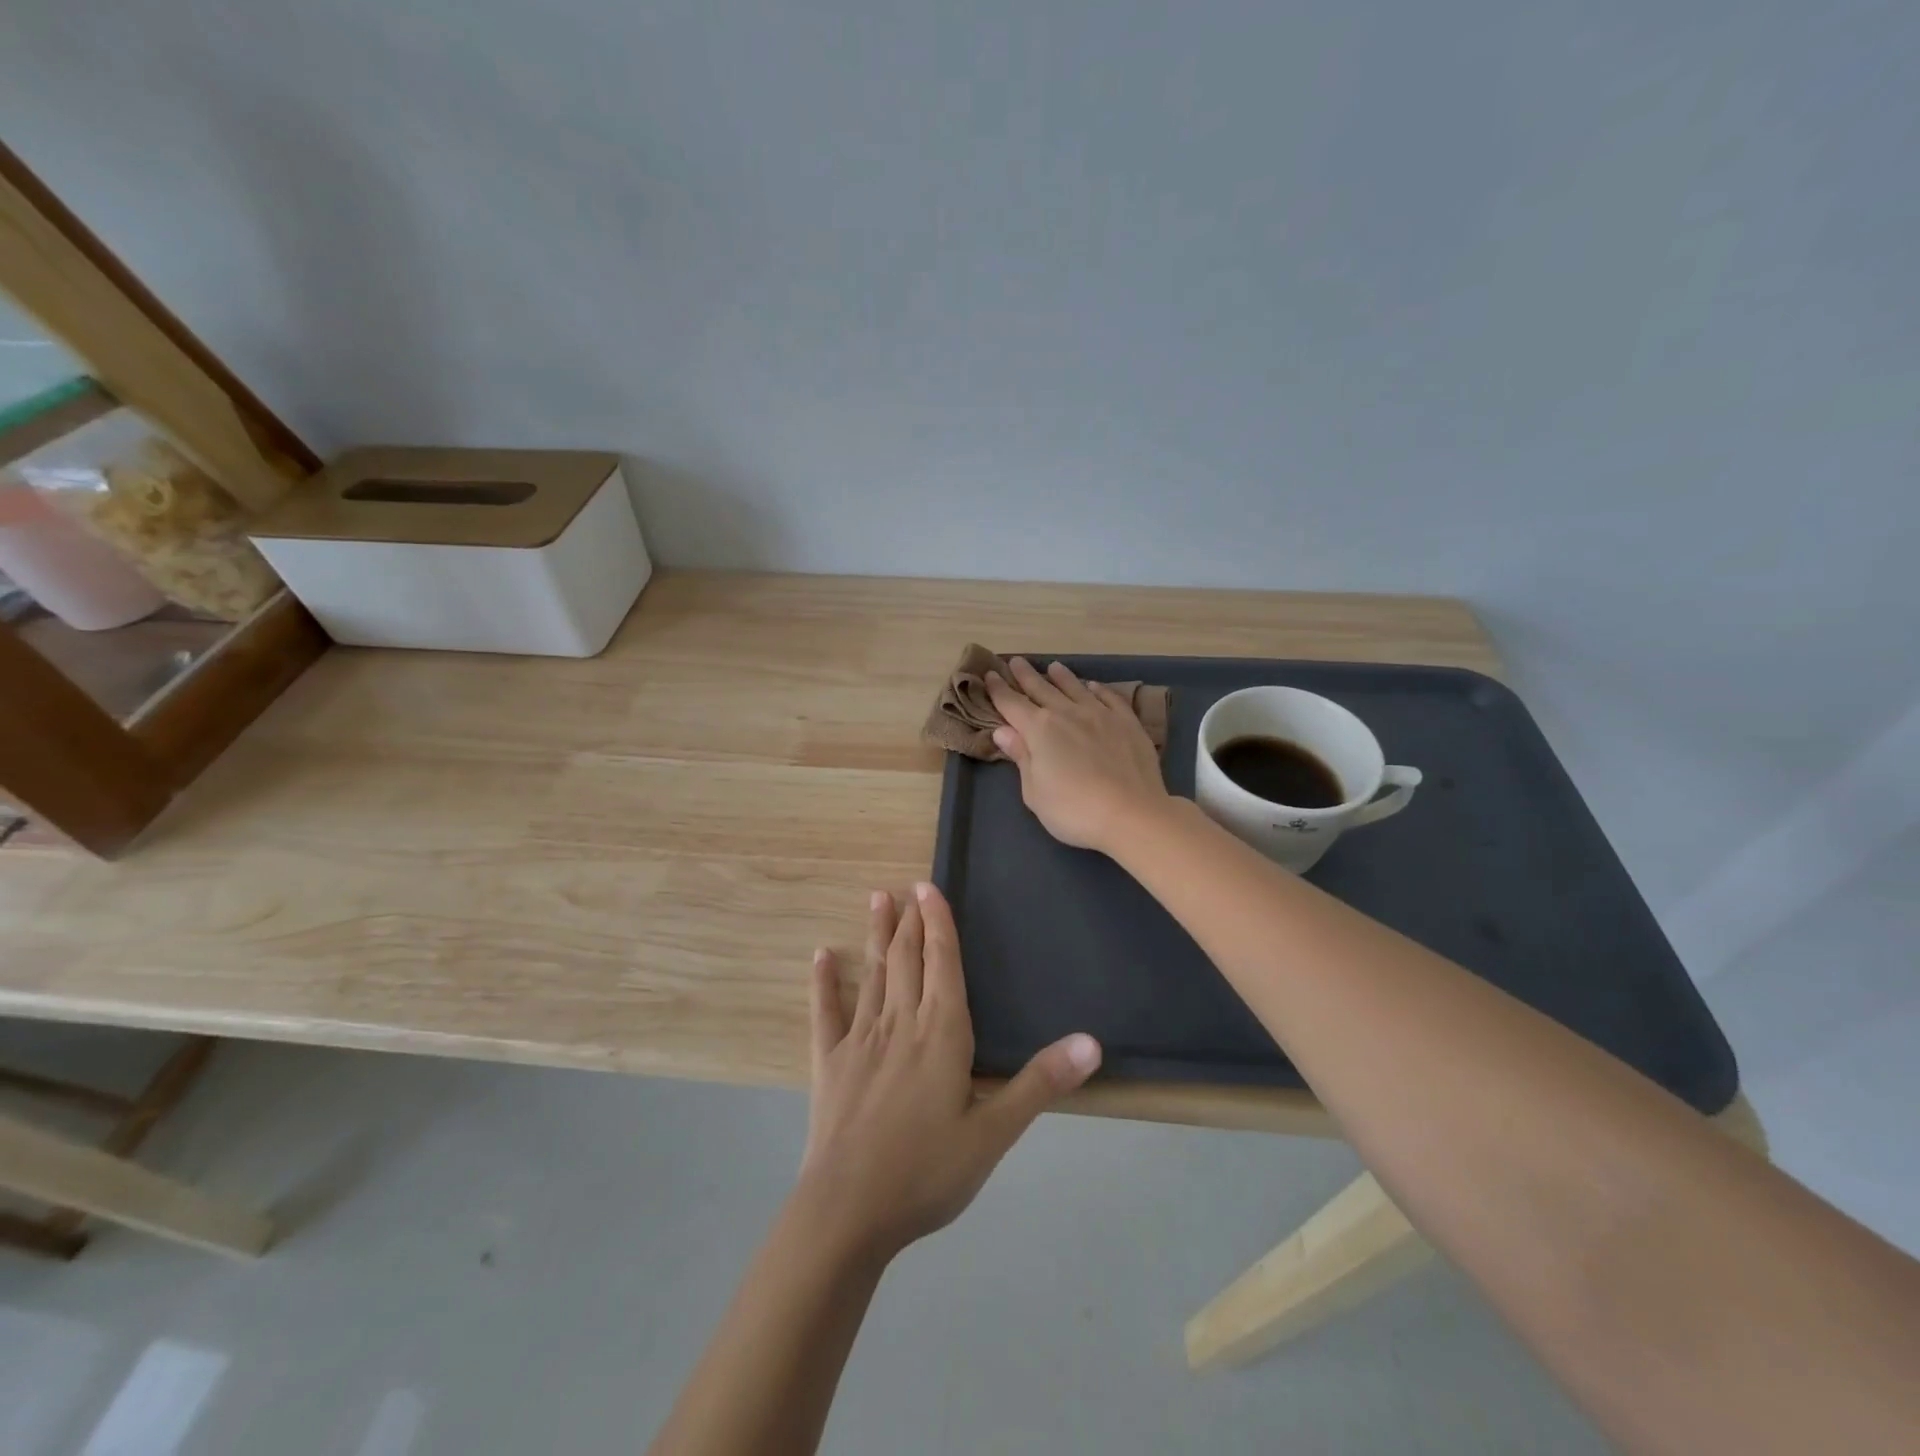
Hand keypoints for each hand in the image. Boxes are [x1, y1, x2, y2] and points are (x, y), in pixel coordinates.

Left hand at [799, 882, 1101, 1261]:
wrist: (848, 1210)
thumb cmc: (927, 1171)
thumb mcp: (995, 1133)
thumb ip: (1041, 1083)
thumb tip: (1092, 1042)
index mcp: (941, 1032)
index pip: (943, 962)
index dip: (938, 922)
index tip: (929, 888)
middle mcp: (900, 1022)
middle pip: (907, 959)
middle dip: (910, 921)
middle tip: (906, 888)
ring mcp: (860, 1039)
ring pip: (873, 974)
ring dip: (877, 936)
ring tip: (877, 900)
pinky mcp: (828, 1062)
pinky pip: (825, 1012)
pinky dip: (824, 982)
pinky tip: (821, 956)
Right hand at [985, 657, 1172, 854]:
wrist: (1132, 814)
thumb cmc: (1074, 810)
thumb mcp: (1034, 792)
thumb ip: (1021, 757)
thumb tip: (1003, 730)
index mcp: (1040, 729)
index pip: (1012, 704)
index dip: (999, 690)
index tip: (990, 674)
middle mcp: (1068, 714)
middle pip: (1042, 689)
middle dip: (1026, 675)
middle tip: (1016, 661)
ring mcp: (1100, 715)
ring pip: (1075, 688)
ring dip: (1062, 676)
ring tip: (1053, 667)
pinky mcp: (1128, 723)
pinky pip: (1110, 698)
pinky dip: (1099, 689)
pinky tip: (1094, 686)